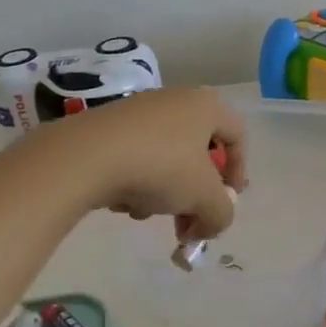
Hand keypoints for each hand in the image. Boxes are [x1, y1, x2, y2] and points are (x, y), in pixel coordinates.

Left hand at [36, 87, 247, 241]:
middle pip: (197, 152)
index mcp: (205, 106)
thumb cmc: (161, 167)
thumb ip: (221, 214)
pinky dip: (136, 182)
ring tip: (148, 212)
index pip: (237, 135)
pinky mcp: (106, 127)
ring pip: (165, 159)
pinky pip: (135, 158)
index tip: (228, 201)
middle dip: (196, 194)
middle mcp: (174, 101)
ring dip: (165, 192)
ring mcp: (137, 112)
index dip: (239, 171)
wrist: (86, 156)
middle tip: (189, 223)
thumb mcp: (205, 199)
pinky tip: (122, 201)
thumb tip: (210, 225)